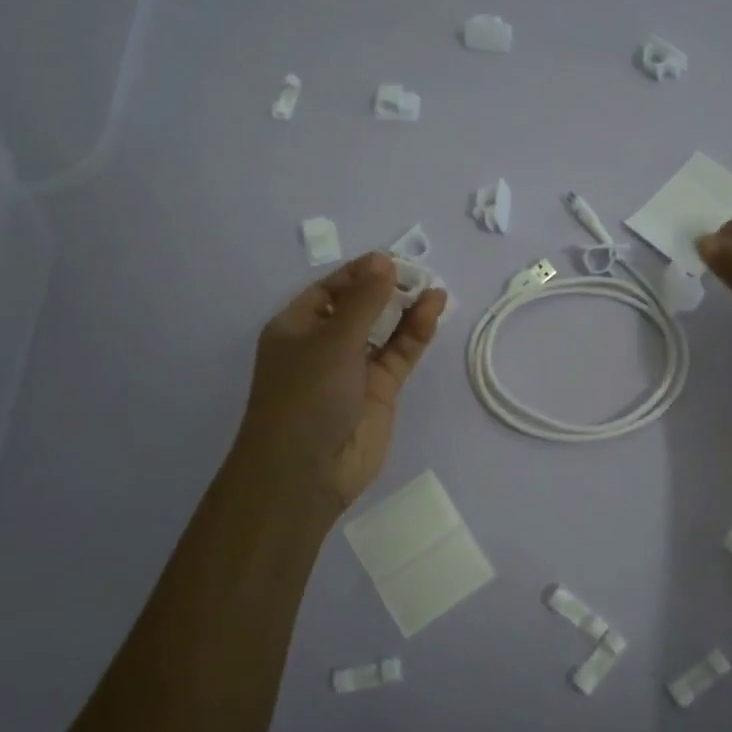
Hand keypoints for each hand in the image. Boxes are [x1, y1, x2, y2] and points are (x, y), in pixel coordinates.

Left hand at [232, 253, 445, 515]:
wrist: (306, 472)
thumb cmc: (306, 396)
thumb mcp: (332, 341)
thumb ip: (363, 301)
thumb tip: (384, 261)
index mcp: (297, 327)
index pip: (331, 290)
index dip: (360, 274)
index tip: (392, 260)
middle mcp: (324, 344)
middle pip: (361, 307)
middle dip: (388, 289)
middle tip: (419, 272)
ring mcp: (354, 368)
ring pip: (385, 329)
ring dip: (407, 309)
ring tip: (434, 287)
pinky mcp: (381, 390)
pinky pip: (400, 353)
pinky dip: (416, 333)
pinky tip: (434, 309)